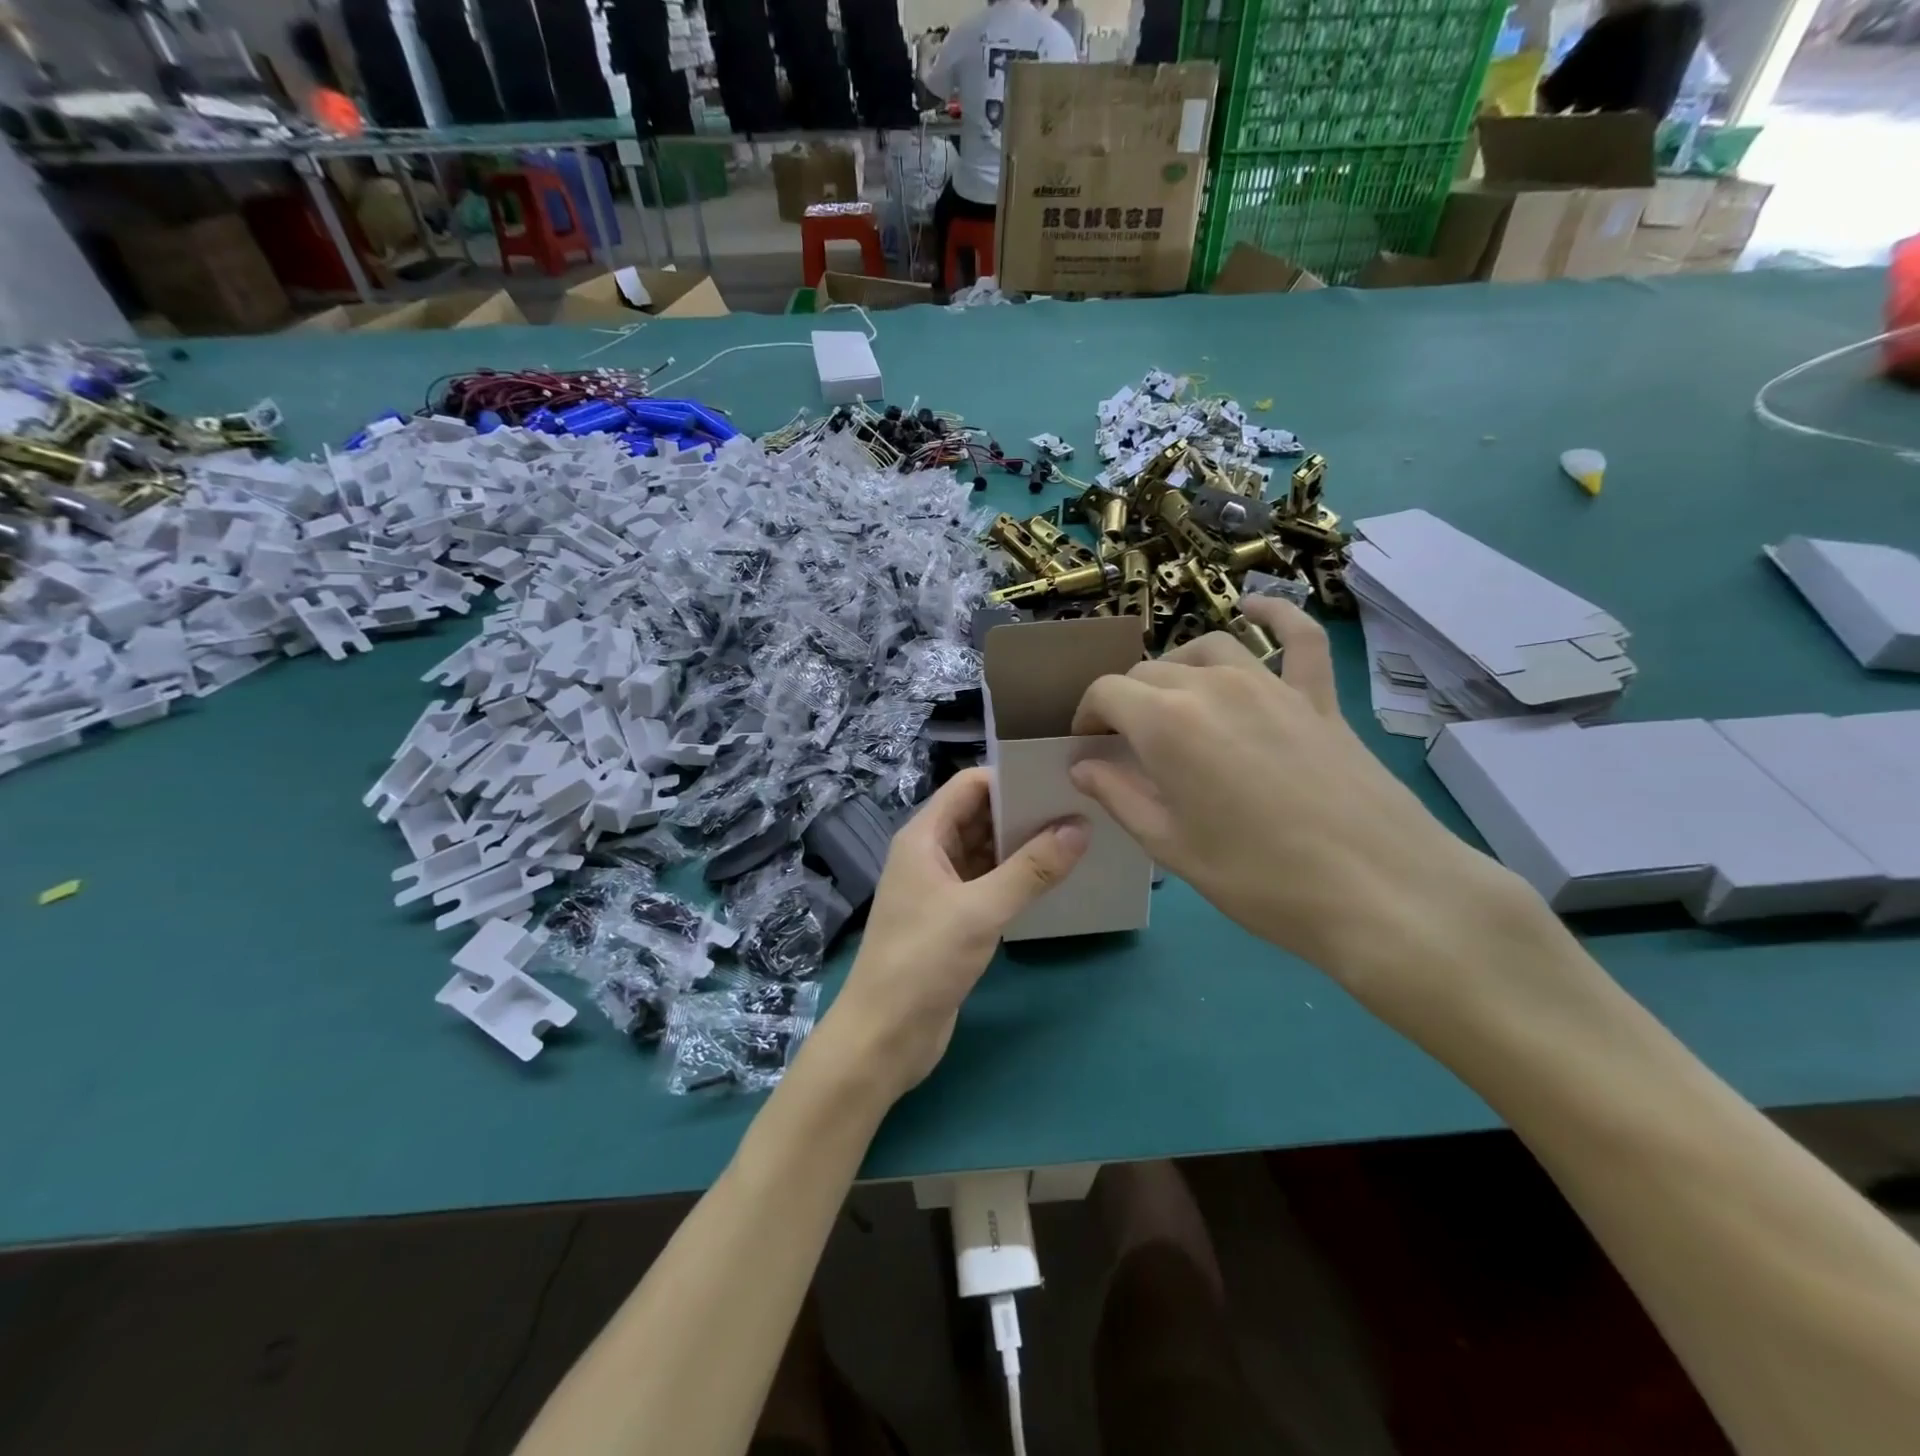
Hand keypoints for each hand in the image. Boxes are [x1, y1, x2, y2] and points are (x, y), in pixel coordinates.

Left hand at [810, 768, 1087, 1104]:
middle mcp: (931, 854)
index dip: (1010, 778)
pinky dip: (1017, 879)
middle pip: (980, 816)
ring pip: (987, 852)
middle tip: (1080, 807)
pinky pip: (989, 884)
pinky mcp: (953, 919)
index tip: (1057, 780)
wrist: (884, 1036)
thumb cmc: (923, 961)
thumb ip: (1031, 869)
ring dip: (1024, 846)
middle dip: (1024, 811)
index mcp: (924, 837)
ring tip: (1079, 839)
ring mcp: (940, 888)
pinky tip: (1054, 881)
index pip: (969, 786)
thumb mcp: (980, 911)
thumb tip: (1079, 826)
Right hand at [1068, 596, 1545, 1019]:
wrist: (1381, 890)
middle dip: (1126, 701)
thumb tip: (1082, 765)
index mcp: (1166, 722)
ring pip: (1207, 649)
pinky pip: (1298, 638)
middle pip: (1150, 671)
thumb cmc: (1260, 878)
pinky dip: (1275, 616)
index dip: (1087, 716)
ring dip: (1177, 668)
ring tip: (1173, 701)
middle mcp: (1212, 684)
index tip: (1087, 746)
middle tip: (1126, 745)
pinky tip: (1257, 608)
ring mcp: (1271, 683)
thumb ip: (1119, 795)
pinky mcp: (1318, 696)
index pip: (1106, 692)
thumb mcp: (1171, 846)